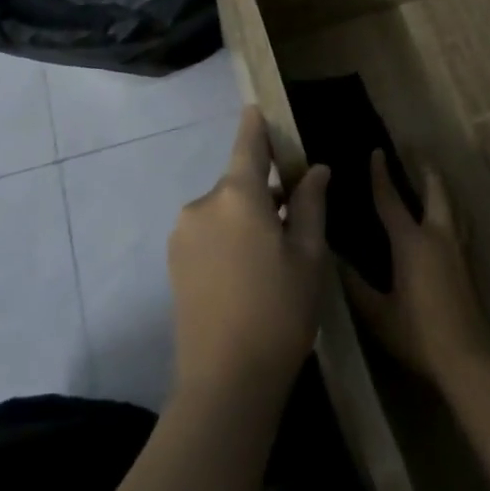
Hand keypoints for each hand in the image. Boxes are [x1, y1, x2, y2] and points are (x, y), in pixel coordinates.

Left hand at [168, 108, 329, 402]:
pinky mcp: (174, 263)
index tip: (257, 107)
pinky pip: (208, 232)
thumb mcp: (309, 255)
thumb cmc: (280, 311)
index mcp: (237, 196)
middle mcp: (202, 206)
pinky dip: (230, 236)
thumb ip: (311, 204)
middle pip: (238, 182)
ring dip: (247, 217)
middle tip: (297, 216)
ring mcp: (183, 235)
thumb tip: (315, 170)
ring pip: (224, 210)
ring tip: (276, 254)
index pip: (248, 145)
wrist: (225, 383)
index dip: (256, 125)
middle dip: (265, 189)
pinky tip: (250, 271)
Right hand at [342, 152, 489, 385]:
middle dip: (425, 169)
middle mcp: (438, 235)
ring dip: (442, 187)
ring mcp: (458, 247)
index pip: (391, 200)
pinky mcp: (469, 262)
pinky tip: (450, 218)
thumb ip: (354, 285)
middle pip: (435, 190)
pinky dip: (453, 208)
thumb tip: (333, 259)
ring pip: (454, 204)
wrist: (468, 355)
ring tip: (434, 178)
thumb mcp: (377, 313)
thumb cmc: (418, 334)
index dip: (381, 175)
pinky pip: (462, 222)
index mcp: (411, 243)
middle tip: (416, 152)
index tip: (376, 152)